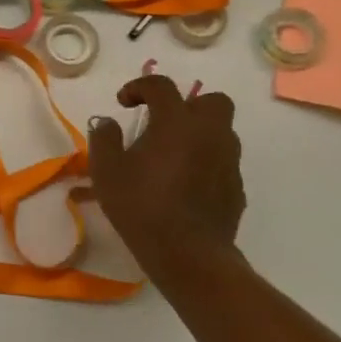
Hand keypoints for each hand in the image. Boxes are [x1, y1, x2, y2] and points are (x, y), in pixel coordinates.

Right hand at [83, 73, 244, 284]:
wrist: (189, 256)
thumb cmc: (142, 207)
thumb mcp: (106, 171)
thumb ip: (104, 139)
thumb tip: (108, 123)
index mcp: (177, 122)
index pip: (161, 86)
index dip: (139, 87)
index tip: (123, 103)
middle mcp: (210, 133)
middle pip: (212, 101)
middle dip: (188, 105)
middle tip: (163, 124)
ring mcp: (228, 161)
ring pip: (221, 132)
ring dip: (198, 134)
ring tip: (172, 157)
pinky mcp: (236, 189)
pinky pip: (222, 163)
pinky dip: (206, 163)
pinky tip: (185, 185)